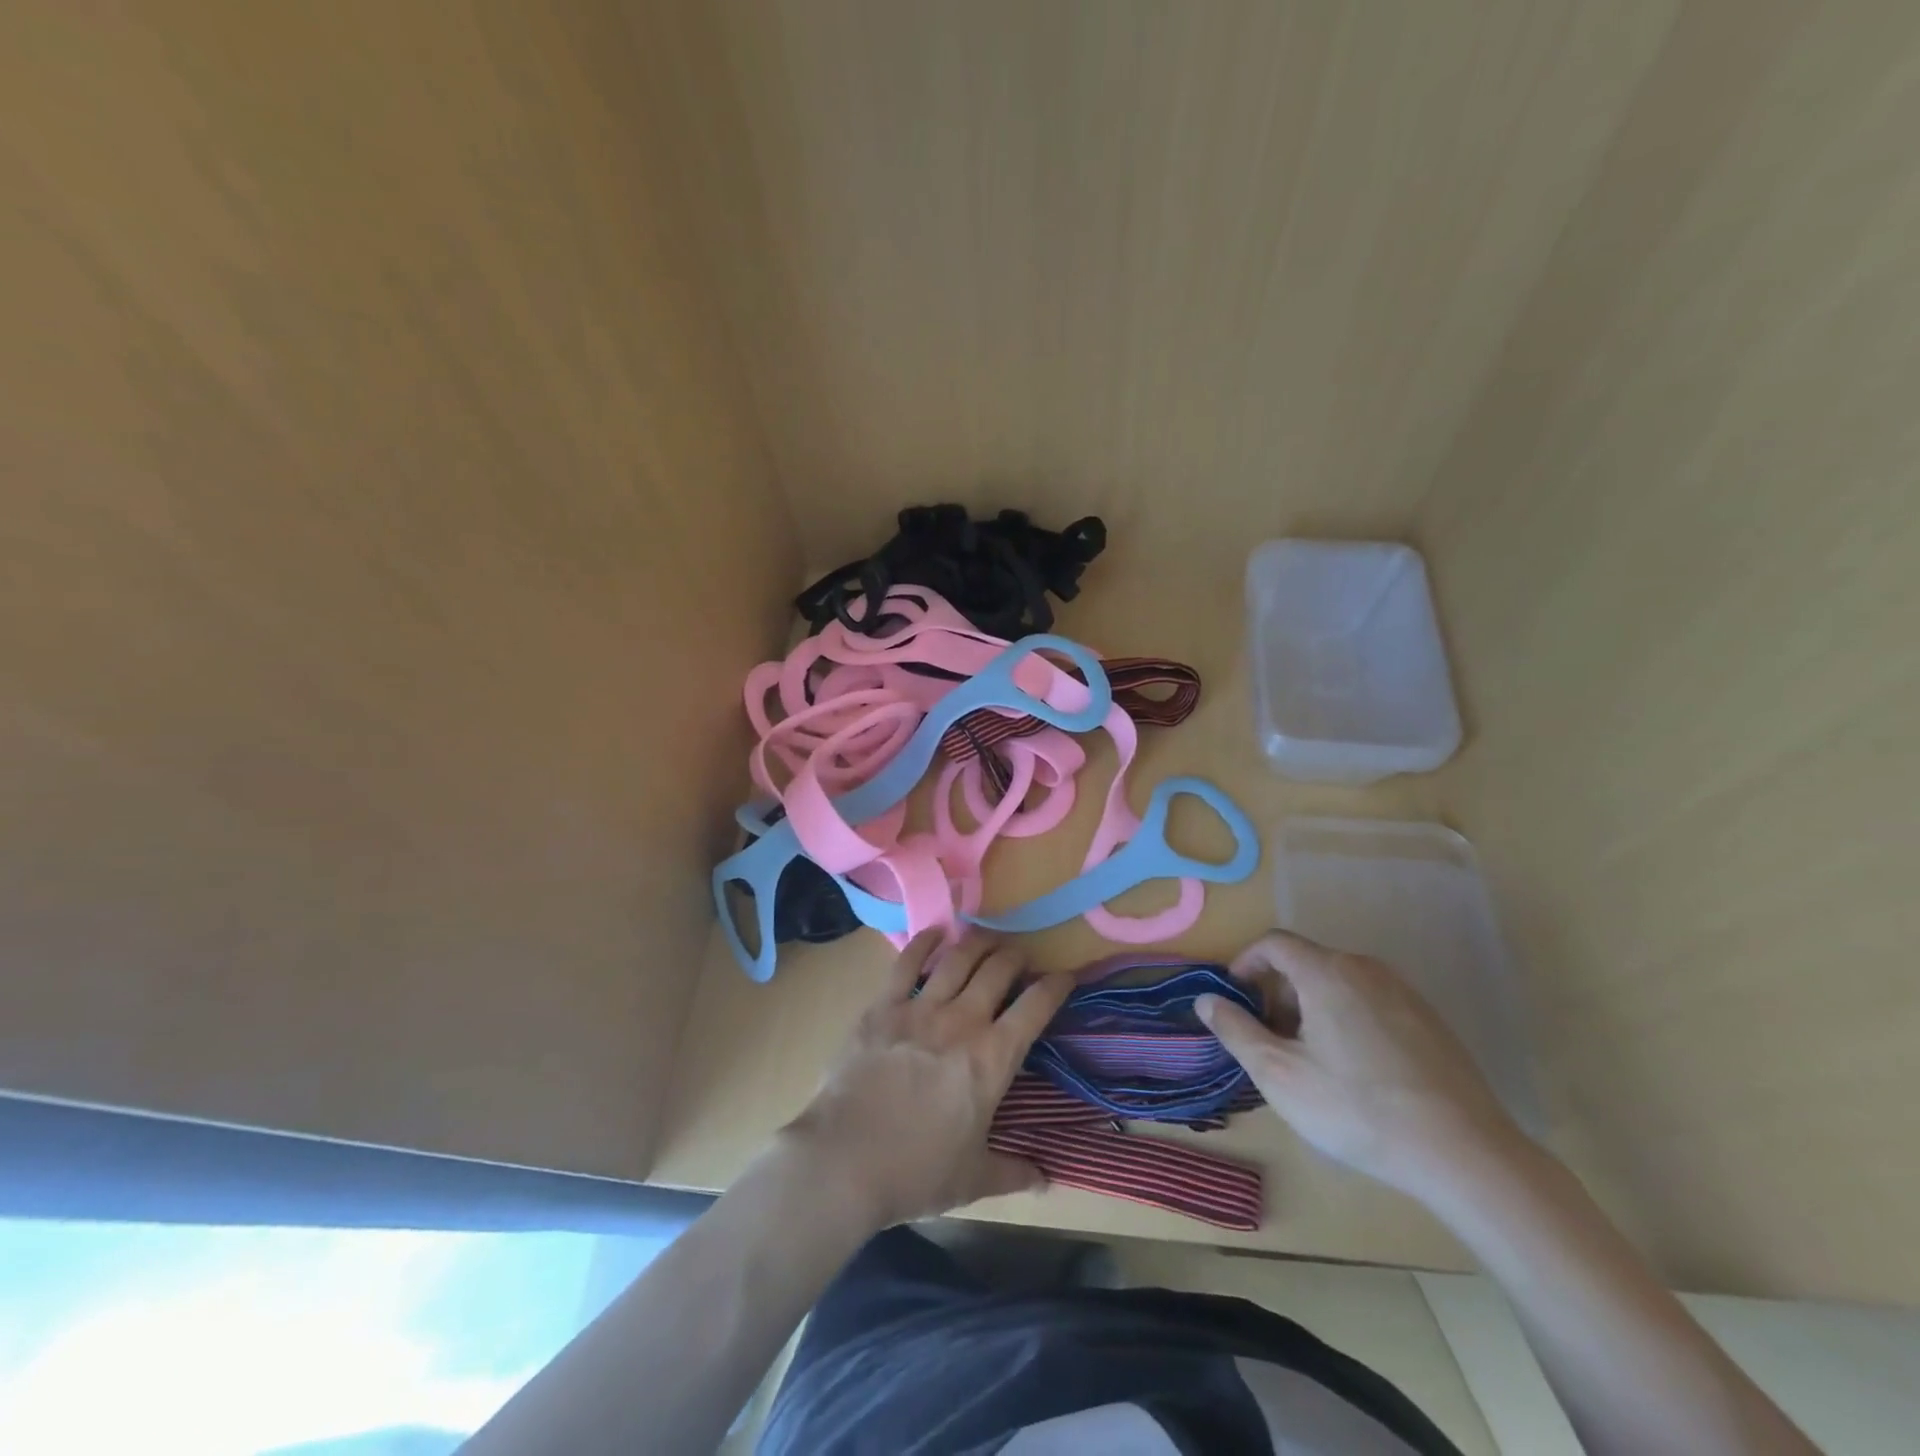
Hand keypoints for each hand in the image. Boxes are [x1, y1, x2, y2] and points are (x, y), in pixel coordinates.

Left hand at [781, 930, 1072, 1229]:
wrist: (845, 1160)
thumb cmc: (916, 1172)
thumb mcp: (973, 1179)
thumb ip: (1013, 1171)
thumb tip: (1045, 1178)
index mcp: (992, 1058)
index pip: (1036, 1007)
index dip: (1057, 985)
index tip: (1066, 976)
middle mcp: (962, 1021)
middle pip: (998, 970)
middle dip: (1016, 957)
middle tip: (1020, 959)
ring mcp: (920, 1008)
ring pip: (958, 958)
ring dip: (978, 943)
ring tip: (987, 939)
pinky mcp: (882, 1006)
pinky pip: (907, 962)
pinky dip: (924, 942)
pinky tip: (935, 933)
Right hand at [1196, 930, 1522, 1204]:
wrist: (1465, 1154)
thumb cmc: (1357, 1108)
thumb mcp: (1278, 1074)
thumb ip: (1235, 1030)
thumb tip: (1206, 999)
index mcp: (1327, 972)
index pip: (1273, 943)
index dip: (1245, 963)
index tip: (1235, 1000)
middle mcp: (1366, 968)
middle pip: (1306, 962)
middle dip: (1277, 993)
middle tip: (1270, 1040)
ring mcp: (1404, 993)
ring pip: (1339, 983)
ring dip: (1311, 1007)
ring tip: (1310, 1059)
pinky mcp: (1430, 1021)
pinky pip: (1371, 1003)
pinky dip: (1346, 1019)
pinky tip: (1355, 1071)